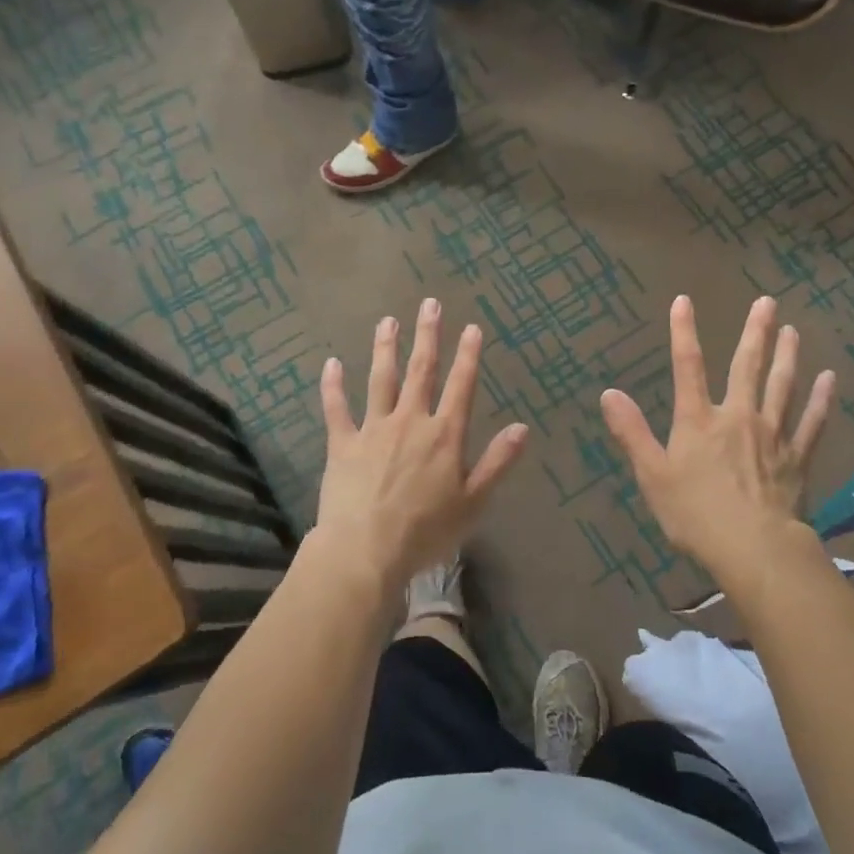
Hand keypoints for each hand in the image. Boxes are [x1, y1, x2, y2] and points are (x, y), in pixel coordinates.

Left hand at [316, 299, 528, 590]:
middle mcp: (410, 421)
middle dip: (428, 336)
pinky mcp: (342, 444)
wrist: (365, 550)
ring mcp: (373, 429)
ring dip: (385, 348)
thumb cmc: (425, 530)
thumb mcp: (473, 501)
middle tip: (429, 304)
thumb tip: (522, 427)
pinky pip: (336, 409)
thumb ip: (497, 462)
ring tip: (387, 321)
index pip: (461, 386)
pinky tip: (331, 364)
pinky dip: (333, 386)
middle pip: (421, 371)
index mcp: (444, 435)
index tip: (472, 327)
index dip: (468, 356)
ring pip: (380, 380)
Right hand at [602, 295, 833, 590]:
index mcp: (699, 421)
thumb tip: (609, 393)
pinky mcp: (796, 458)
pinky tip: (829, 379)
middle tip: (767, 302)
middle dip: (755, 332)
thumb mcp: (652, 475)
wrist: (753, 548)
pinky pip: (812, 422)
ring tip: (793, 331)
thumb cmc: (695, 514)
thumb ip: (631, 432)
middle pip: (747, 367)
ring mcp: (772, 435)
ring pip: (782, 386)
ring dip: (788, 356)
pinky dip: (821, 400)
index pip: (688, 367)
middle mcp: (738, 417)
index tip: (684, 301)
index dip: (684, 332)